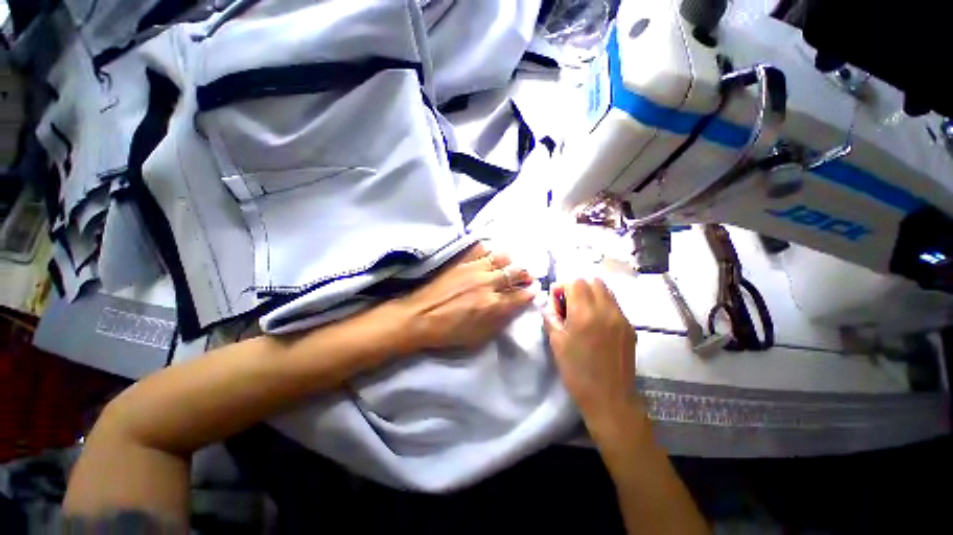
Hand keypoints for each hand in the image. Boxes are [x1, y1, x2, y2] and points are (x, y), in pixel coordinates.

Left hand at [395, 243, 535, 352]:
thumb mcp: (479, 336)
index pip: (521, 295)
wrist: (419, 317)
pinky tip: (492, 253)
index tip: (535, 290)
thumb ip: (500, 321)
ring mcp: (474, 269)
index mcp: (493, 304)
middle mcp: (488, 283)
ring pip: (501, 257)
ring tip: (512, 263)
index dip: (531, 292)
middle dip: (526, 273)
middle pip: (515, 272)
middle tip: (528, 276)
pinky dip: (490, 250)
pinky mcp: (461, 261)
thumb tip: (515, 309)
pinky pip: (480, 249)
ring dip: (511, 260)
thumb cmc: (449, 332)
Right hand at [543, 278, 639, 427]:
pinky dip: (602, 304)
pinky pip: (614, 304)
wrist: (610, 399)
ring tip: (582, 311)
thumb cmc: (577, 372)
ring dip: (591, 293)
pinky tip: (596, 322)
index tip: (556, 299)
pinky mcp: (630, 327)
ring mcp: (622, 318)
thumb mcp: (556, 343)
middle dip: (577, 286)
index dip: (562, 286)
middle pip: (593, 281)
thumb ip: (551, 316)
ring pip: (606, 290)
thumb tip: (550, 303)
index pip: (575, 281)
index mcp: (585, 314)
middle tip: (569, 304)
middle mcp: (606, 310)